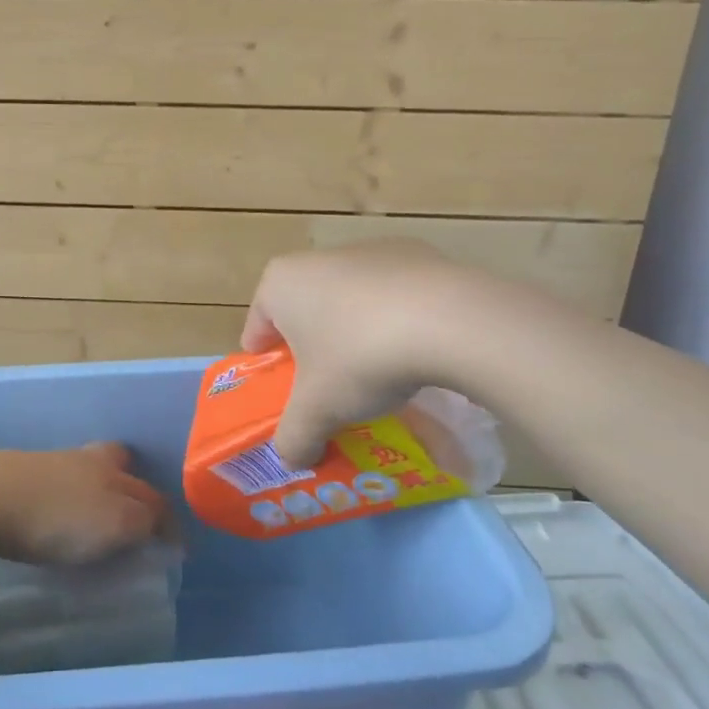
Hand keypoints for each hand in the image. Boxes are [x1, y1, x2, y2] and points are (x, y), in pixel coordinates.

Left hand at [0, 443, 170, 565]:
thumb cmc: (55, 515)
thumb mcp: (113, 523)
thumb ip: (141, 521)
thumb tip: (157, 525)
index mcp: (111, 469)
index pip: (150, 492)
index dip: (165, 518)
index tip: (172, 544)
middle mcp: (84, 460)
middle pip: (116, 462)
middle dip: (130, 483)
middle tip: (133, 513)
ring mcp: (47, 464)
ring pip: (83, 472)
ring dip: (94, 491)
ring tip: (95, 519)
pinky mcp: (16, 477)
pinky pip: (54, 486)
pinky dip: (64, 500)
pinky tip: (56, 518)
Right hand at [242, 241, 480, 465]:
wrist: (451, 322)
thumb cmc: (359, 358)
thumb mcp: (318, 410)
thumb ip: (294, 436)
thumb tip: (293, 458)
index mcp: (281, 283)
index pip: (258, 326)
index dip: (266, 361)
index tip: (280, 388)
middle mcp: (318, 258)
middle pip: (304, 311)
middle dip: (312, 347)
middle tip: (327, 388)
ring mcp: (371, 250)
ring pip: (350, 300)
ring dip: (355, 332)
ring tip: (377, 374)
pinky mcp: (418, 254)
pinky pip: (394, 295)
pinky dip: (396, 320)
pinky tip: (416, 352)